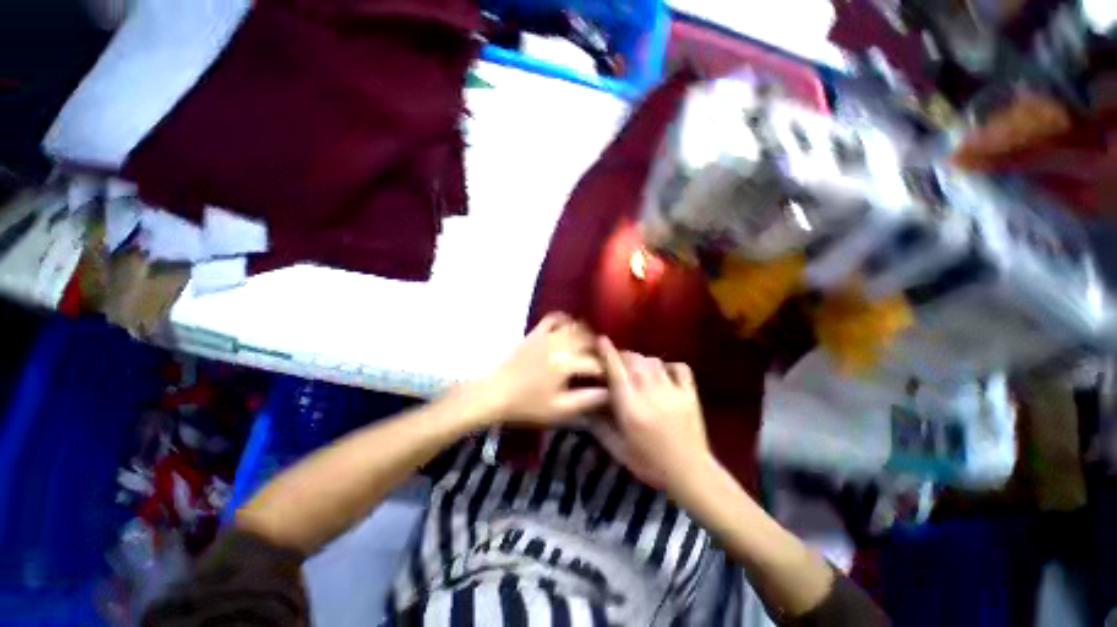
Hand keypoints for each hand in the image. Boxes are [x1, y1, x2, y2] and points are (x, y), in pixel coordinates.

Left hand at [474, 313, 608, 425]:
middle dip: (600, 350)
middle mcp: (560, 344)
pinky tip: (569, 327)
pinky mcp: (535, 332)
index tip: (612, 376)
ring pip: (575, 327)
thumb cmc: (527, 405)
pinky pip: (553, 318)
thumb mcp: (559, 409)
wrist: (494, 394)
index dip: (607, 369)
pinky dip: (565, 319)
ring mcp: (546, 335)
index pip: (596, 363)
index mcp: (566, 364)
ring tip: (590, 347)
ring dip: (587, 335)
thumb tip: (610, 392)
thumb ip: (587, 400)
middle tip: (603, 362)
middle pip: (590, 340)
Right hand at [591, 338, 709, 490]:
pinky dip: (668, 366)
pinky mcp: (690, 393)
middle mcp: (650, 393)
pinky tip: (663, 373)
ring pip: (653, 361)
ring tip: (636, 367)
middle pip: (634, 361)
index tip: (601, 340)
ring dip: (641, 360)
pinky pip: (679, 368)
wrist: (691, 474)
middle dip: (622, 355)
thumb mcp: (619, 450)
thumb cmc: (650, 464)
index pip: (616, 371)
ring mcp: (673, 391)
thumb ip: (599, 427)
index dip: (607, 352)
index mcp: (631, 406)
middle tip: (616, 362)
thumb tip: (584, 409)